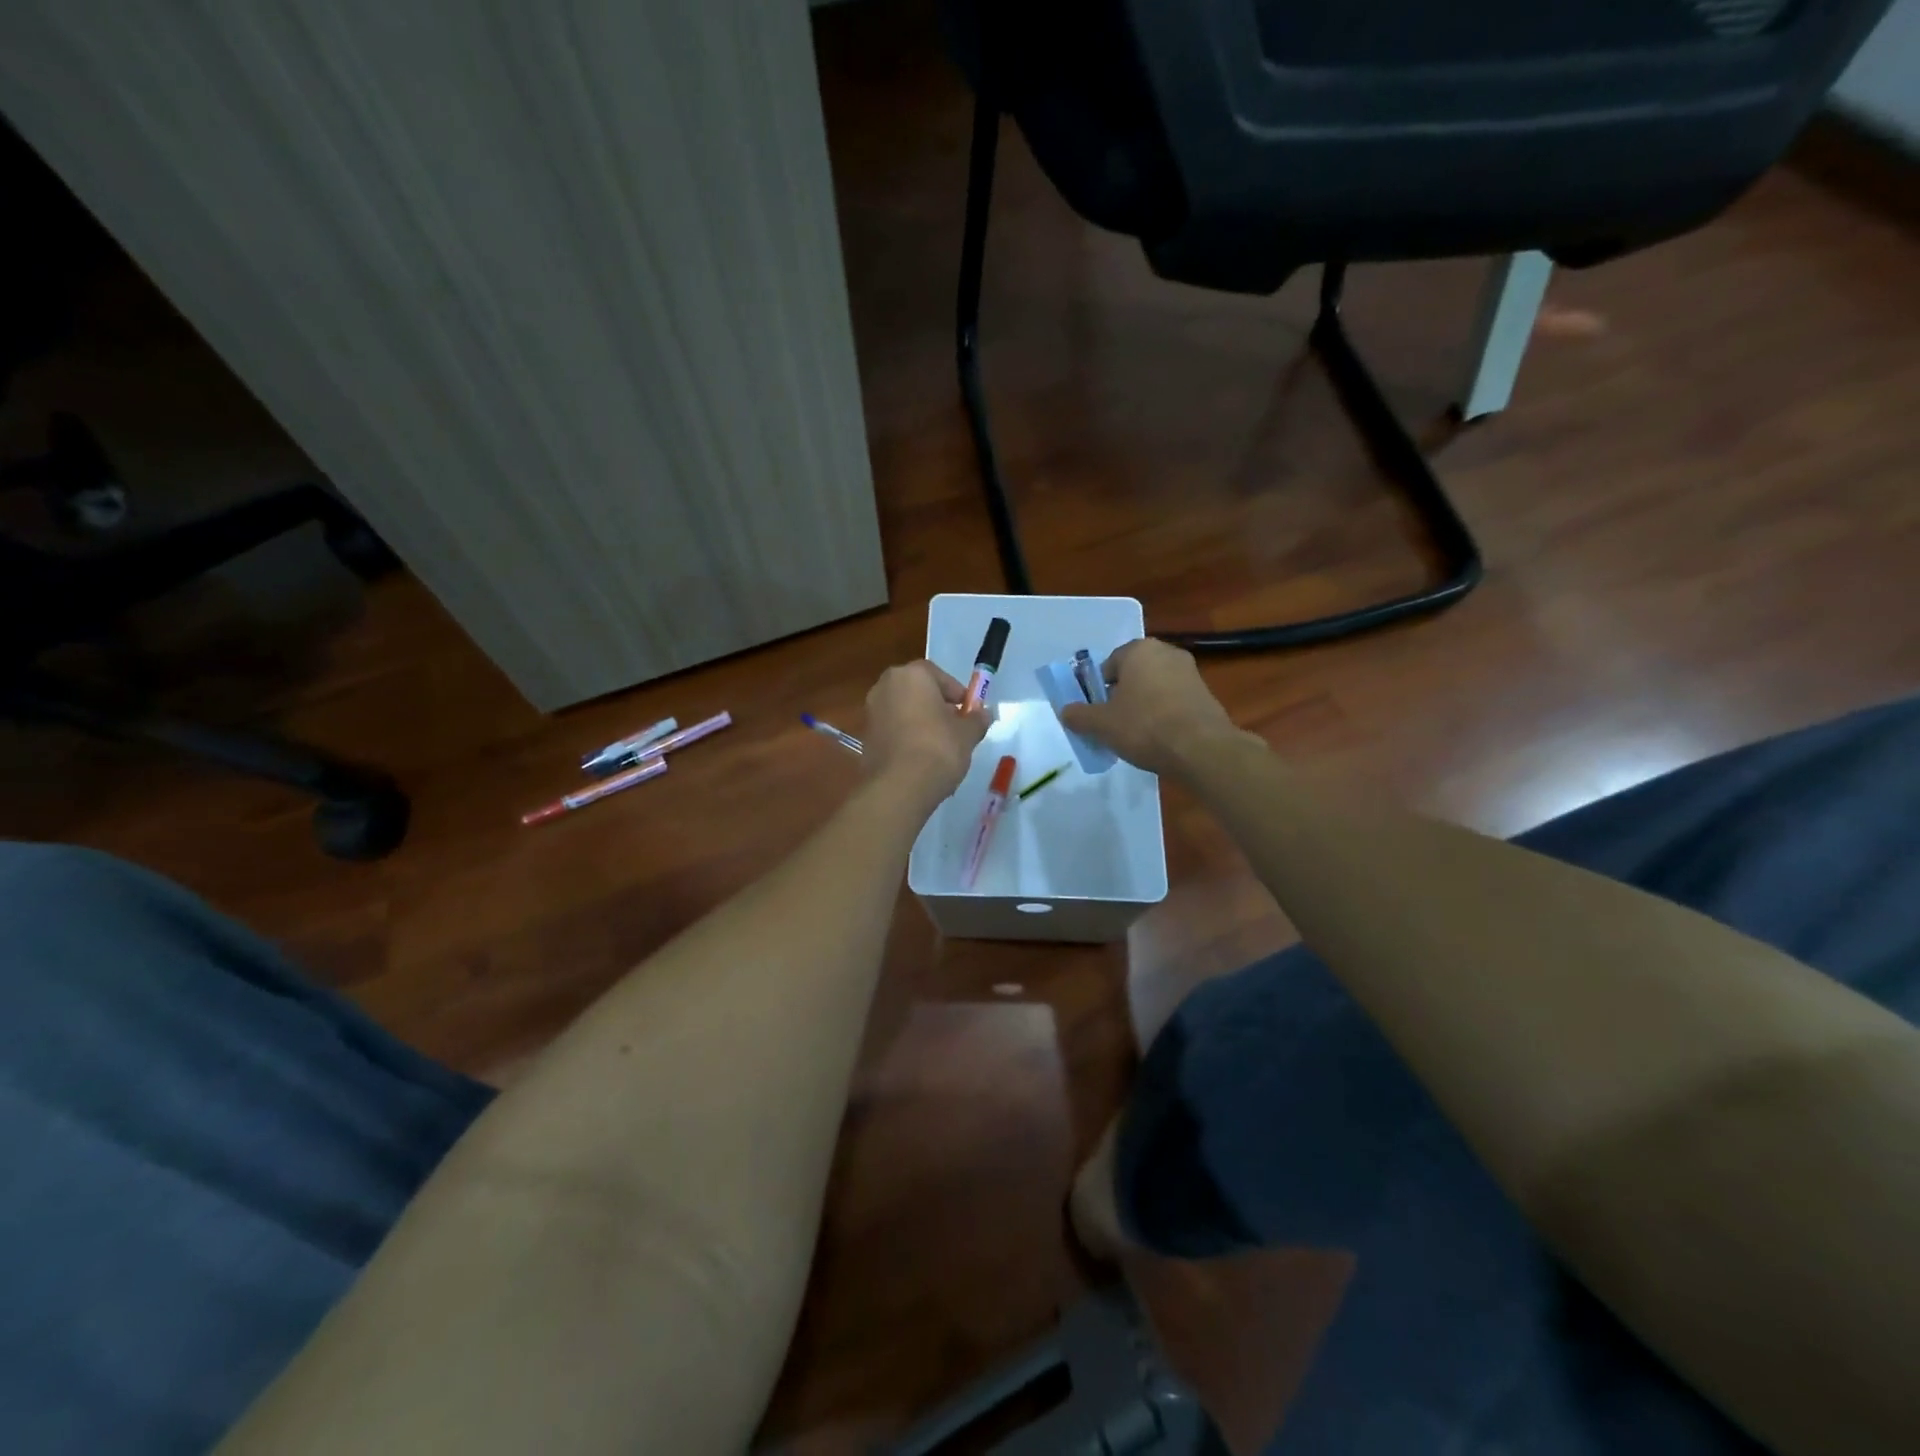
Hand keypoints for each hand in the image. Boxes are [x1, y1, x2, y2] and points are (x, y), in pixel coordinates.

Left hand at [863, 660, 988, 806]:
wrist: (899, 786)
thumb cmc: (938, 749)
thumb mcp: (967, 734)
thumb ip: (976, 719)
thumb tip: (983, 714)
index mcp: (912, 675)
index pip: (938, 675)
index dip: (957, 693)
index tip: (968, 712)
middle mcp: (886, 685)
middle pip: (917, 690)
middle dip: (936, 705)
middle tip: (954, 726)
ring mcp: (871, 710)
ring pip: (903, 710)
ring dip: (920, 721)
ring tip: (939, 745)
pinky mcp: (865, 735)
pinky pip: (892, 728)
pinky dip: (905, 736)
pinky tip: (920, 757)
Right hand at [1058, 638, 1247, 776]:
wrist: (1201, 749)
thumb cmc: (1144, 727)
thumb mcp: (1101, 724)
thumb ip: (1079, 715)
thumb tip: (1066, 712)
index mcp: (1139, 650)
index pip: (1108, 666)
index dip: (1098, 690)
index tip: (1096, 714)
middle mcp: (1167, 653)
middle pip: (1133, 675)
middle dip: (1122, 697)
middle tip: (1113, 724)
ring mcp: (1190, 672)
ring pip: (1155, 688)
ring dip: (1144, 706)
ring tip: (1137, 735)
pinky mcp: (1206, 694)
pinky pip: (1174, 701)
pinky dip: (1164, 715)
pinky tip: (1160, 739)